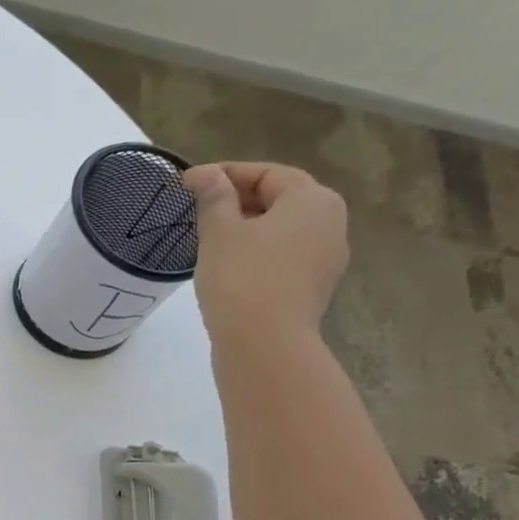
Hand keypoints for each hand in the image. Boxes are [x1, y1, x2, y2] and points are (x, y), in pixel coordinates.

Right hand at [185, 162, 348, 349]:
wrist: (265, 346)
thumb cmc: (241, 279)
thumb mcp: (220, 233)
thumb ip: (214, 198)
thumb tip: (205, 173)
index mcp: (312, 199)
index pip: (266, 173)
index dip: (225, 174)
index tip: (188, 184)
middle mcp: (330, 222)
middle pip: (280, 200)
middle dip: (238, 201)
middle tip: (198, 211)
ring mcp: (326, 258)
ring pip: (282, 231)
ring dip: (248, 230)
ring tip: (210, 241)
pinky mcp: (313, 288)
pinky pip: (284, 258)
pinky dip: (258, 255)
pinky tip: (230, 269)